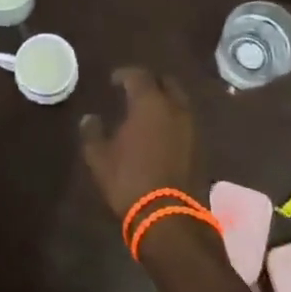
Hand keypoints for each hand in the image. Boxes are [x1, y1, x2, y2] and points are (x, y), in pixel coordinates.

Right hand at [79, 67, 198, 220]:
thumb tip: (89, 118)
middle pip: (166, 82)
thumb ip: (92, 133)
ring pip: (179, 102)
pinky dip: (173, 120)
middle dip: (150, 82)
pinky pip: (186, 122)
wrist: (169, 217)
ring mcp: (192, 127)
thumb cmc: (130, 180)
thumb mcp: (99, 158)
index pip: (138, 76)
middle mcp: (175, 108)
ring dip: (164, 101)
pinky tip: (161, 133)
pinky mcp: (201, 147)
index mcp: (149, 103)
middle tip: (134, 91)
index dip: (124, 74)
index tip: (113, 81)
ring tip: (147, 112)